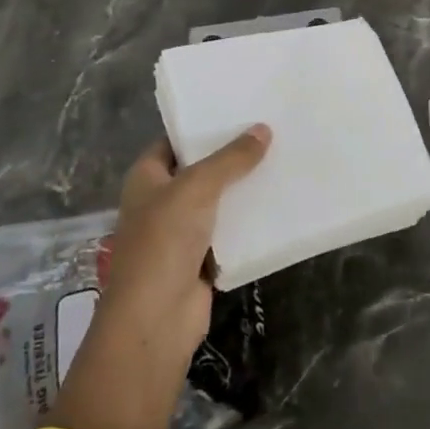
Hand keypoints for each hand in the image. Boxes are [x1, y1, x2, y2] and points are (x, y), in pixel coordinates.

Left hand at [49, 125, 270, 428]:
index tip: (239, 109)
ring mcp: (181, 231)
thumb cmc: (164, 242)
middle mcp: (161, 200)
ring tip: (283, 159)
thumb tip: (263, 129)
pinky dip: (250, 219)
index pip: (174, 141)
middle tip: (271, 130)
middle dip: (231, 155)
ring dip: (244, 187)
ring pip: (218, 200)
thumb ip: (230, 159)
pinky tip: (280, 201)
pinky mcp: (202, 257)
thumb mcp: (197, 189)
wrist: (156, 318)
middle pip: (200, 169)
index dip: (202, 125)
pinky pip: (230, 229)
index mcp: (146, 178)